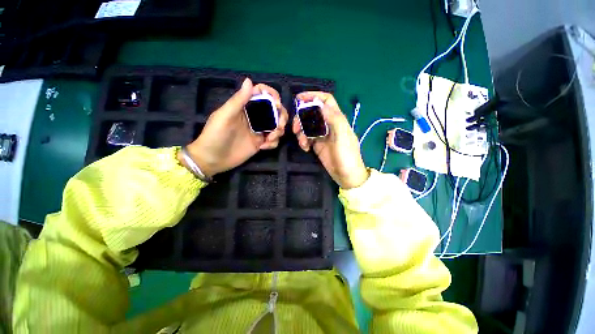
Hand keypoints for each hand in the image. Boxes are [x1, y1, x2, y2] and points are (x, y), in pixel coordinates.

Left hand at [181, 78, 287, 177]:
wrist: (213, 159)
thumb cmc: (215, 135)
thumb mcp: (224, 116)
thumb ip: (238, 100)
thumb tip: (249, 80)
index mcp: (245, 106)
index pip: (262, 94)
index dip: (273, 96)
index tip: (277, 105)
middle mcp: (255, 117)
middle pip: (275, 111)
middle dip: (281, 116)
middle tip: (279, 126)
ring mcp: (259, 130)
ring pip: (277, 126)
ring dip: (278, 131)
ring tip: (269, 139)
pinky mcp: (261, 143)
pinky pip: (274, 140)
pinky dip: (273, 143)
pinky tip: (263, 147)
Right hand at [293, 92, 368, 188]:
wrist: (346, 175)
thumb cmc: (347, 155)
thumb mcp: (343, 136)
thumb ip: (334, 119)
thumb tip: (320, 104)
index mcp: (337, 119)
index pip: (326, 101)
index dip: (313, 96)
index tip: (299, 99)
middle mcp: (329, 124)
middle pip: (312, 113)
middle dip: (302, 118)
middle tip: (295, 127)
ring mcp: (322, 135)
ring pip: (308, 126)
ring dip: (301, 132)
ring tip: (302, 142)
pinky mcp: (317, 145)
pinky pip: (307, 138)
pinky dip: (303, 141)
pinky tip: (305, 148)